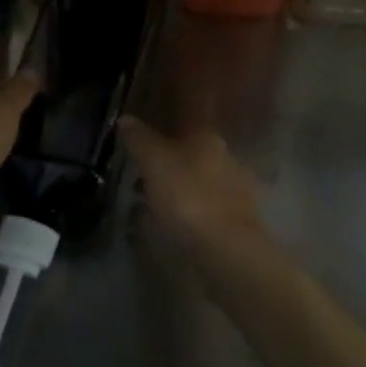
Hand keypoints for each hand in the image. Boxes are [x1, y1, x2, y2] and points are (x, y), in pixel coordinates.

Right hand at [119, 117, 267, 259]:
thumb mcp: (153, 162)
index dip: (165, 124)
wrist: (227, 249)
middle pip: (193, 150)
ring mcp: (237, 188)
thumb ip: (139, 138)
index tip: (146, 135)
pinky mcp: (240, 219)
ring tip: (153, 201)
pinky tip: (176, 222)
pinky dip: (191, 209)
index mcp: (207, 136)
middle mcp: (226, 156)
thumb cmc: (187, 196)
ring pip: (201, 179)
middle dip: (170, 158)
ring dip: (180, 185)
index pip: (186, 119)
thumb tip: (126, 117)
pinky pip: (207, 206)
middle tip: (143, 171)